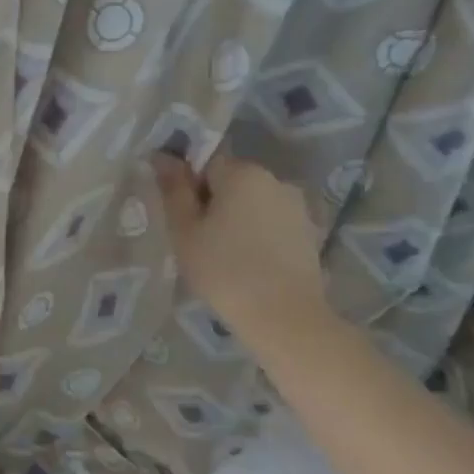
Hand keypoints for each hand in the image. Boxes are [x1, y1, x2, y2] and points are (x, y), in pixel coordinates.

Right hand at [153, 152, 331, 341]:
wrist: (284, 317)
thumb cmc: (223, 269)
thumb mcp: (184, 229)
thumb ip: (173, 188)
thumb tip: (163, 155)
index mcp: (243, 173)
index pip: (206, 163)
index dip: (189, 188)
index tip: (183, 219)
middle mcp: (275, 180)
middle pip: (232, 182)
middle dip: (214, 202)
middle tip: (198, 240)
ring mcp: (297, 208)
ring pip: (253, 204)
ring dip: (237, 220)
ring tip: (224, 256)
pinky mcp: (310, 234)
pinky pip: (272, 224)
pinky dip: (258, 236)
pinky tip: (250, 265)